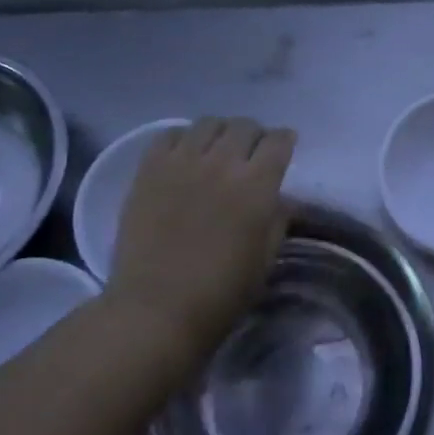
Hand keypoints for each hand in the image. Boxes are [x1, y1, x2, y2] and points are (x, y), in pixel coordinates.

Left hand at [104, 117, 295, 363]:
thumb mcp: (265, 258)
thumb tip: (278, 198)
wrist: (156, 311)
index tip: (283, 148)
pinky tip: (184, 156)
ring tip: (217, 150)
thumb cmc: (221, 294)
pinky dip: (183, 139)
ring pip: (209, 123)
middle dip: (254, 135)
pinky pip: (169, 135)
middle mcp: (222, 163)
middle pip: (245, 126)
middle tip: (251, 153)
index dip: (284, 141)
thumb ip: (277, 219)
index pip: (279, 141)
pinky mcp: (149, 170)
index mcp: (257, 185)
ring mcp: (182, 163)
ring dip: (220, 132)